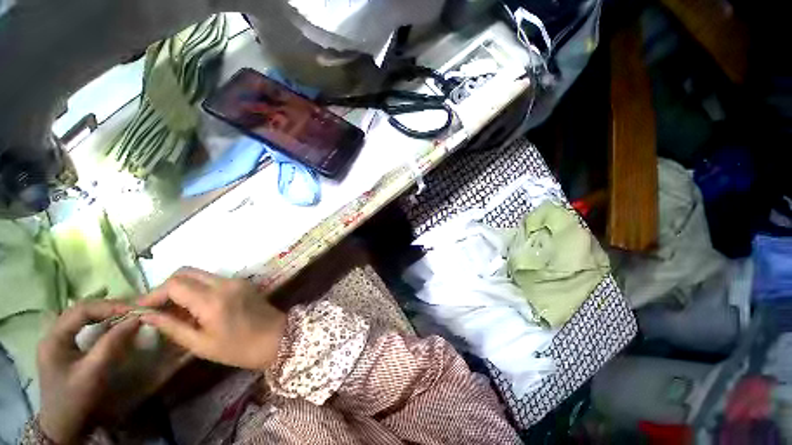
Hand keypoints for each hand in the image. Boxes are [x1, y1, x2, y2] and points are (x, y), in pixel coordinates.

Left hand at [37, 301, 136, 443]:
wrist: (63, 426)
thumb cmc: (75, 399)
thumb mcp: (93, 373)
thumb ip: (111, 344)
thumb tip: (135, 319)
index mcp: (54, 338)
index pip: (82, 309)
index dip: (109, 306)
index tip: (135, 310)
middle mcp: (53, 334)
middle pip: (81, 309)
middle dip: (109, 307)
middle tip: (133, 310)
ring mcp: (57, 340)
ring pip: (82, 316)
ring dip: (105, 313)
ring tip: (127, 315)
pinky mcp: (65, 347)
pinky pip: (83, 326)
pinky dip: (100, 322)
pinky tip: (112, 325)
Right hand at [138, 267, 286, 370]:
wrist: (277, 338)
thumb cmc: (239, 348)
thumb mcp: (201, 344)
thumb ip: (172, 327)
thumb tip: (147, 315)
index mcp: (213, 299)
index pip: (174, 284)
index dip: (153, 295)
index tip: (142, 310)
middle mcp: (225, 283)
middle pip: (186, 272)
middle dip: (167, 288)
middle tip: (158, 309)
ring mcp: (236, 280)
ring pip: (200, 274)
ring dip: (183, 287)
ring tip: (174, 310)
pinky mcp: (243, 282)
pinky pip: (214, 279)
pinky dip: (198, 288)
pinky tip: (194, 307)